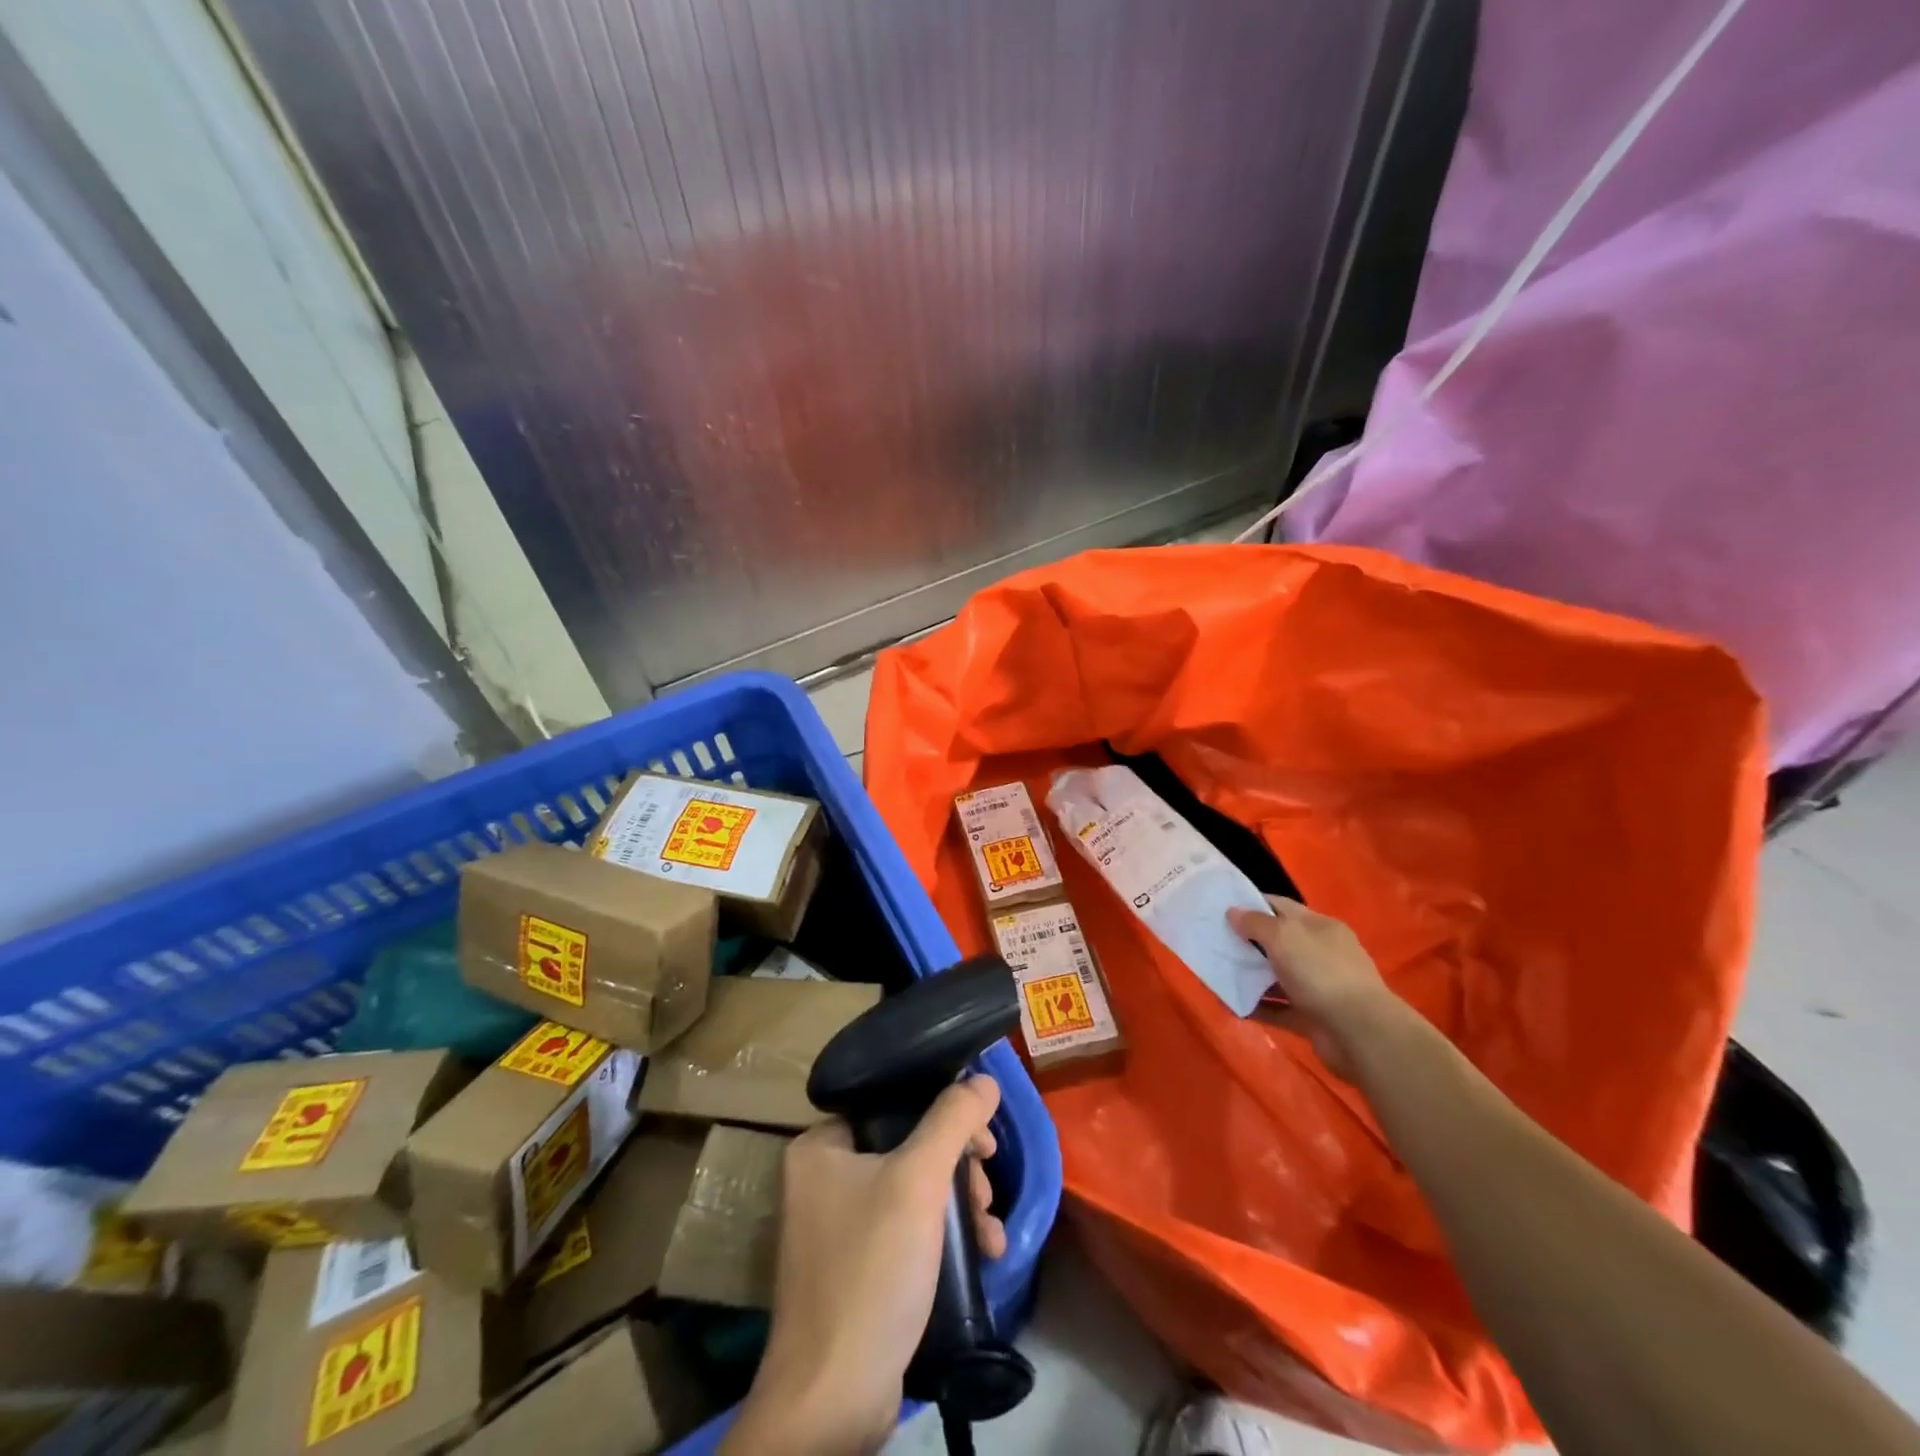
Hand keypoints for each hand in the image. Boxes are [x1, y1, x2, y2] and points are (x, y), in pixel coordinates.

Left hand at [722, 1076, 1006, 1454]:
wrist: (835, 1399)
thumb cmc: (871, 1269)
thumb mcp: (918, 1181)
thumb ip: (953, 1121)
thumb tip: (984, 1079)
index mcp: (820, 1146)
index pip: (890, 1103)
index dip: (942, 1112)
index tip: (981, 1139)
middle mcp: (822, 1179)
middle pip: (907, 1147)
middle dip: (959, 1168)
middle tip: (987, 1187)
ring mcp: (837, 1229)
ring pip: (913, 1191)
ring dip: (961, 1205)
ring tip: (991, 1230)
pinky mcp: (857, 1270)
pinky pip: (908, 1231)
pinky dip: (945, 1238)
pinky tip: (983, 1255)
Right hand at [1227, 896, 1399, 1079]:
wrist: (1359, 1033)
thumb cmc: (1321, 972)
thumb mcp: (1283, 936)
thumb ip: (1255, 923)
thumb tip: (1232, 912)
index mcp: (1320, 927)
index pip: (1281, 907)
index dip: (1252, 905)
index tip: (1221, 908)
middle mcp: (1320, 954)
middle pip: (1278, 942)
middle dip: (1247, 941)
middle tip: (1214, 941)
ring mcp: (1318, 987)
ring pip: (1276, 976)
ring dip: (1249, 975)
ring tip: (1216, 973)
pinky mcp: (1312, 1018)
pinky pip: (1278, 1008)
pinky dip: (1257, 1006)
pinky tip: (1232, 1004)